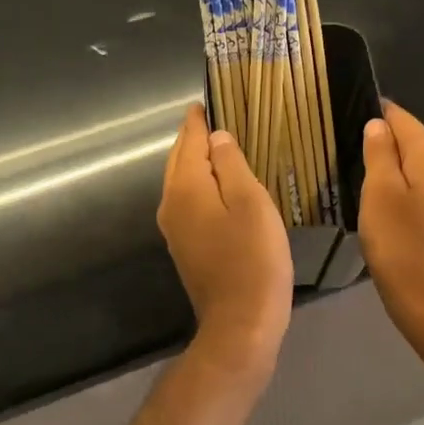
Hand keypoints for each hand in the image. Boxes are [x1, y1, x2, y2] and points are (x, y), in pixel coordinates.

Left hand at [157, 104, 292, 378]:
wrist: (240, 323)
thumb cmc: (253, 257)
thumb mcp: (250, 202)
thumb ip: (230, 164)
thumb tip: (216, 137)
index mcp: (186, 187)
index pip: (188, 141)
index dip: (198, 120)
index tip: (206, 101)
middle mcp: (171, 203)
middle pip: (179, 159)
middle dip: (194, 137)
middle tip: (214, 117)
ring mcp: (174, 228)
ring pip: (181, 181)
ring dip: (195, 160)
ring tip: (218, 145)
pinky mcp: (185, 246)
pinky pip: (187, 200)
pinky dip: (199, 183)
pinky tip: (217, 185)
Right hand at [359, 102, 423, 364]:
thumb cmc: (401, 245)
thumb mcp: (379, 193)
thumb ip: (378, 152)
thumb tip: (378, 123)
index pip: (400, 117)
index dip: (373, 115)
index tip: (343, 121)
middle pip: (409, 140)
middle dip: (380, 143)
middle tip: (344, 156)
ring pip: (414, 164)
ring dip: (389, 168)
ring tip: (358, 179)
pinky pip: (422, 186)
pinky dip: (402, 188)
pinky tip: (382, 205)